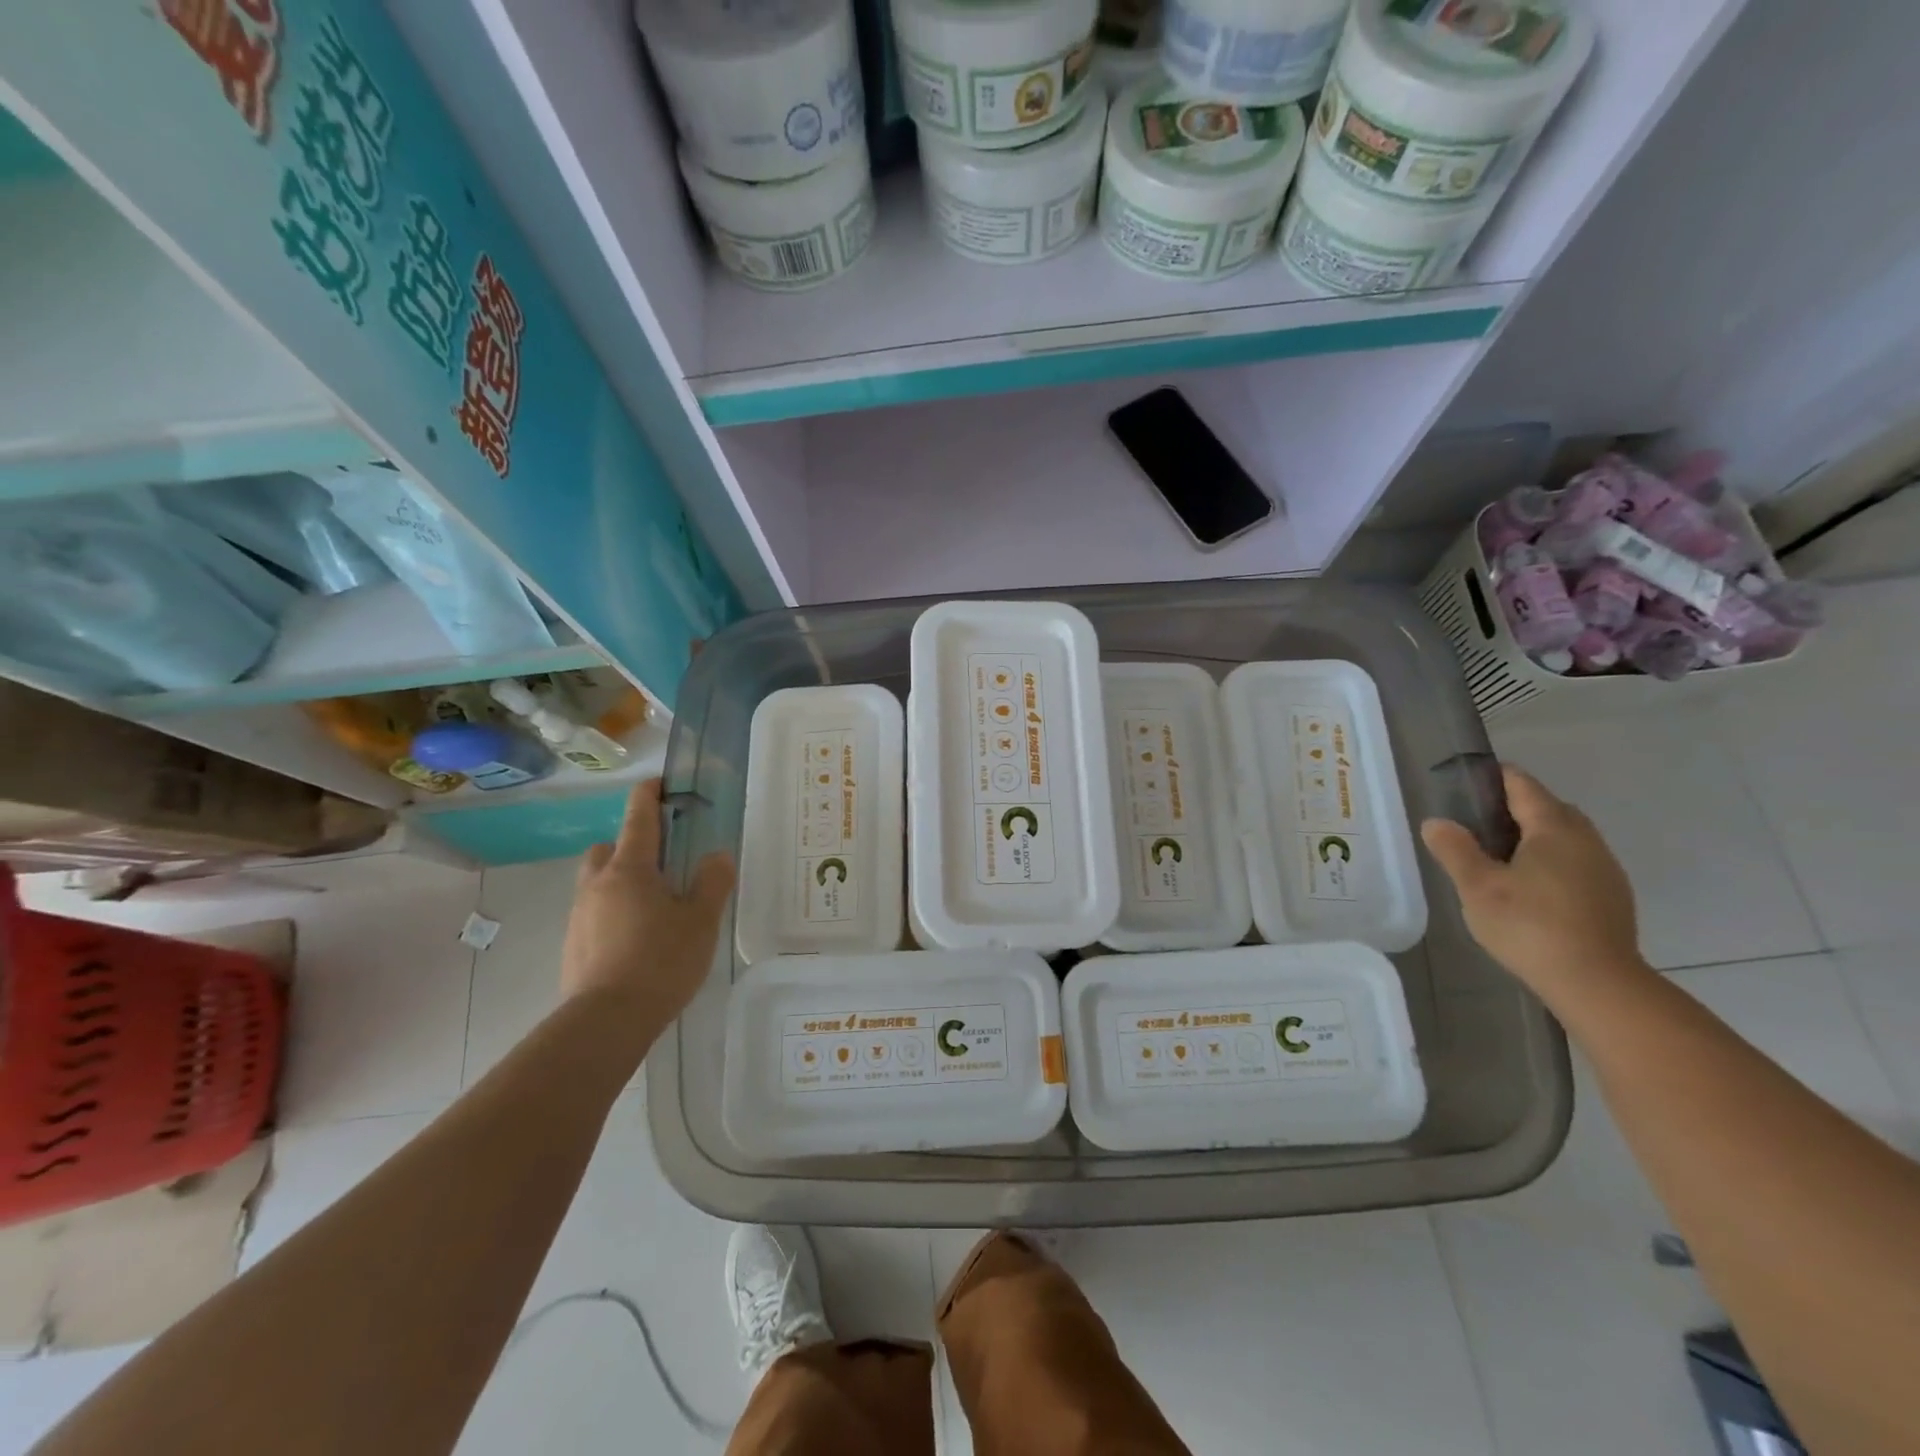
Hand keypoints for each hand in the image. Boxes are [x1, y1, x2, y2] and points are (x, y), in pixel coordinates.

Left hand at [561, 779, 734, 1028]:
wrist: (606, 1021)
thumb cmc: (660, 961)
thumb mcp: (701, 921)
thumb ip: (712, 883)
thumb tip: (717, 855)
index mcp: (630, 869)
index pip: (638, 817)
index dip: (649, 794)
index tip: (659, 783)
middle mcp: (598, 884)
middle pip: (609, 848)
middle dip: (630, 846)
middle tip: (662, 864)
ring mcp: (580, 915)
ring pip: (598, 882)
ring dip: (620, 881)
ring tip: (654, 907)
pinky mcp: (572, 944)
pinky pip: (594, 912)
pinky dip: (613, 912)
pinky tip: (637, 939)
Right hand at [1420, 765, 1645, 997]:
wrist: (1597, 983)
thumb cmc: (1530, 926)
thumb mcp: (1477, 886)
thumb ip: (1455, 850)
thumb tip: (1437, 822)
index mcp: (1553, 828)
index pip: (1523, 786)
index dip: (1495, 777)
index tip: (1468, 781)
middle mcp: (1586, 840)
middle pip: (1549, 808)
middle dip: (1515, 807)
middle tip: (1476, 823)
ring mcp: (1605, 869)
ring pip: (1566, 837)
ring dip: (1535, 837)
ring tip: (1499, 856)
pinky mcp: (1612, 897)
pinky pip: (1577, 862)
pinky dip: (1552, 862)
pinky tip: (1531, 888)